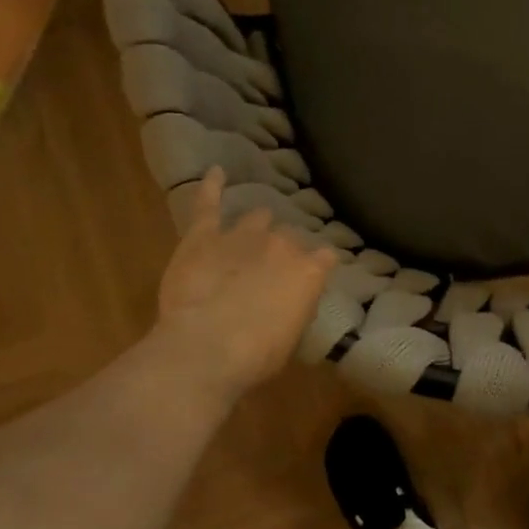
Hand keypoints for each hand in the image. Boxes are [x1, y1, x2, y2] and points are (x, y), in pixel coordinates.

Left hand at [149, 168, 337, 401]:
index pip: (325, 258)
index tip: (315, 274)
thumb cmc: (256, 356)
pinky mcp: (203, 236)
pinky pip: (209, 203)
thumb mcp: (291, 337)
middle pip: (290, 238)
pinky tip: (215, 172)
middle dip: (285, 249)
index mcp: (309, 272)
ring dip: (258, 224)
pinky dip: (212, 186)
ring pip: (257, 218)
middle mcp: (281, 246)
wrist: (206, 349)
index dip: (319, 266)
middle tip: (274, 267)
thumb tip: (292, 299)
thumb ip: (296, 307)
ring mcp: (242, 236)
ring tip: (256, 228)